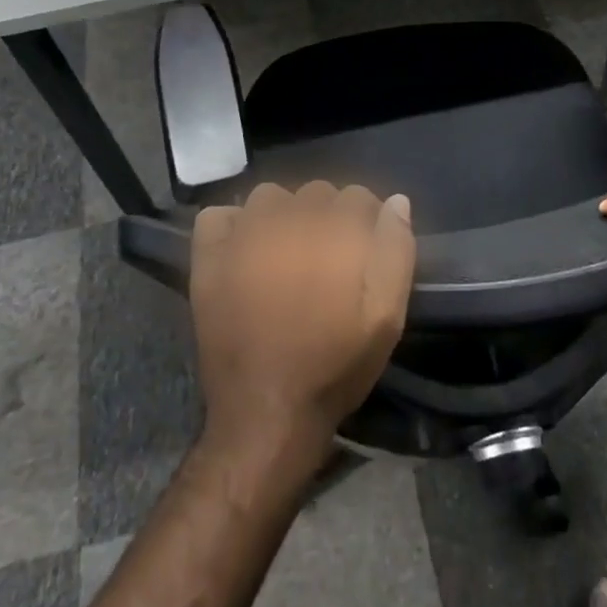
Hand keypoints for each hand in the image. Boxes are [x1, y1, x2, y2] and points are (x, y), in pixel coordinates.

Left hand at [190, 181, 415, 462]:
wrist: (267, 413)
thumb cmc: (334, 365)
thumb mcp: (385, 316)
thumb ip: (395, 251)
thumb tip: (396, 201)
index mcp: (334, 232)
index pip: (357, 196)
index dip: (365, 222)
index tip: (362, 251)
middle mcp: (289, 220)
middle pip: (315, 192)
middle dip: (327, 216)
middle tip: (326, 258)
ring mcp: (244, 235)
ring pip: (270, 197)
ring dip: (283, 214)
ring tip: (286, 251)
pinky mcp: (209, 257)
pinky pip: (219, 215)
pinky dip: (233, 225)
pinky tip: (244, 250)